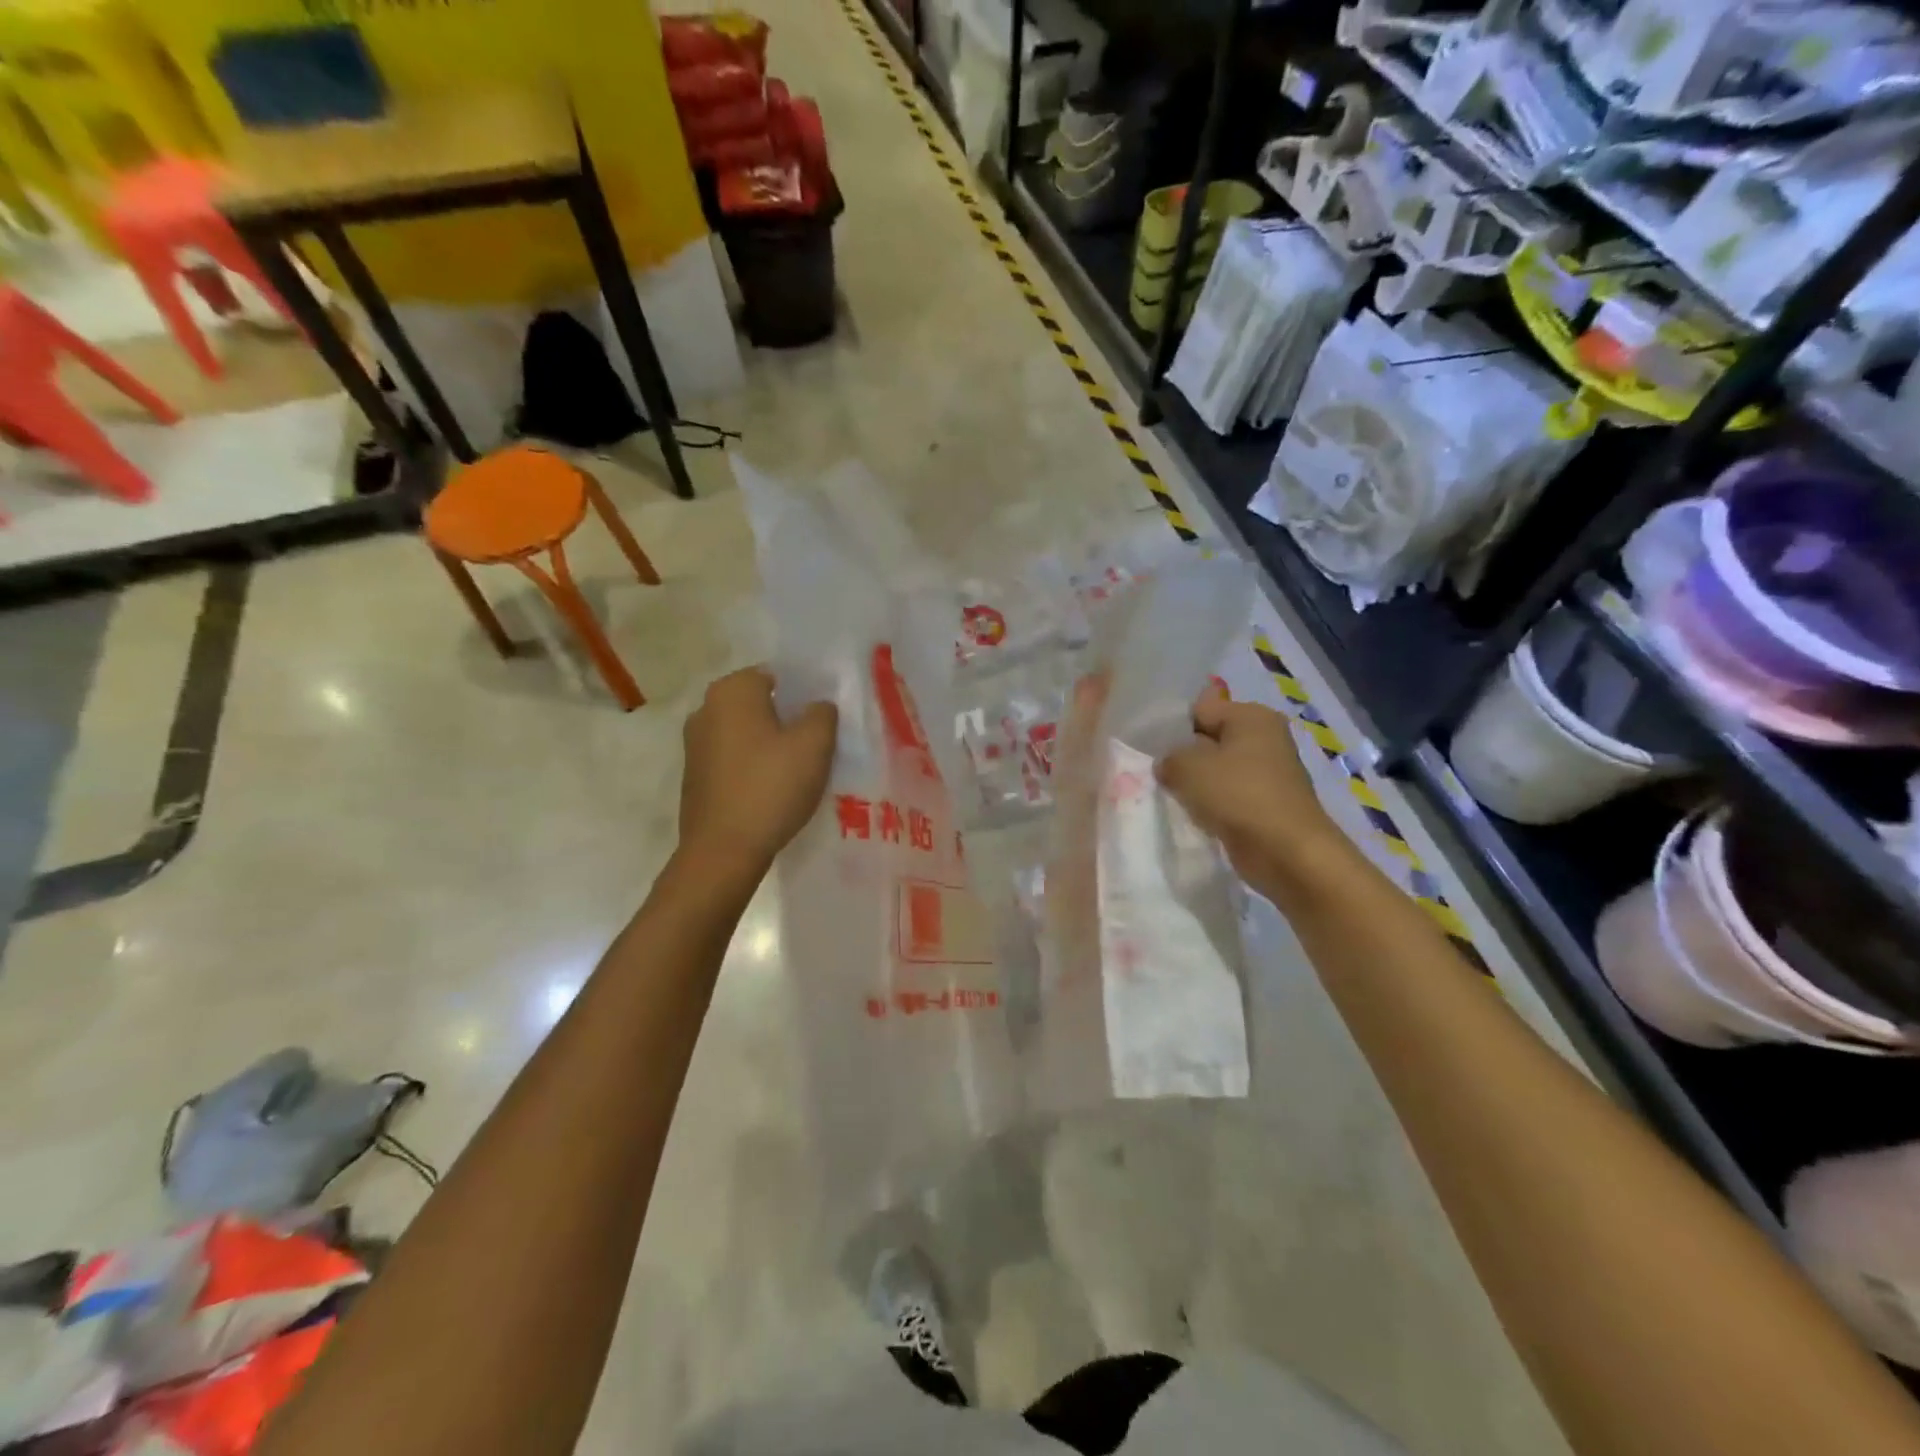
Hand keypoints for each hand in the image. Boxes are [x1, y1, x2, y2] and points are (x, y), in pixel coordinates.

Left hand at [679, 667, 837, 879]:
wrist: (723, 851)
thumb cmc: (771, 788)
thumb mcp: (814, 745)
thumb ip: (822, 713)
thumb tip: (817, 706)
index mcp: (732, 690)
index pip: (777, 674)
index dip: (805, 692)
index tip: (825, 717)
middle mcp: (706, 708)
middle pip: (760, 703)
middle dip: (787, 717)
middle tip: (818, 742)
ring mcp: (695, 743)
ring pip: (746, 731)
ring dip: (770, 743)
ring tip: (799, 767)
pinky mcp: (695, 775)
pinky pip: (733, 757)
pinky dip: (753, 764)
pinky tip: (773, 787)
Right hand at [1155, 685, 1343, 895]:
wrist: (1287, 852)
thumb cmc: (1238, 796)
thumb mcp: (1188, 767)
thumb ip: (1169, 758)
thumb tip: (1168, 765)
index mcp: (1252, 716)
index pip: (1200, 709)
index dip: (1173, 728)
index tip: (1150, 749)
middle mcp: (1265, 738)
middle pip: (1210, 739)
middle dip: (1184, 756)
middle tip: (1156, 773)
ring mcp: (1268, 773)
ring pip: (1217, 770)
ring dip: (1197, 784)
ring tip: (1172, 795)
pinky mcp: (1266, 804)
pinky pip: (1228, 795)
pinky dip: (1212, 804)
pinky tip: (1194, 815)